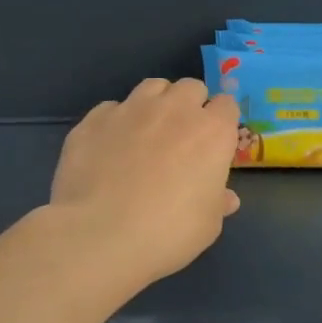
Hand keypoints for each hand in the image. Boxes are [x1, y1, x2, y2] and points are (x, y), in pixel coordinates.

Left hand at [48, 78, 240, 291]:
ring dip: (156, 103)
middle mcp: (175, 109)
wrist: (100, 236)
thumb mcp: (208, 224)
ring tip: (147, 131)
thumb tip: (226, 198)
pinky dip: (116, 121)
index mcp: (213, 131)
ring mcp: (131, 110)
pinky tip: (109, 147)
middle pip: (191, 87)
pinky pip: (111, 108)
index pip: (227, 104)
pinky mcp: (94, 120)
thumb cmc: (168, 231)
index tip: (215, 142)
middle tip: (183, 135)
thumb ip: (217, 202)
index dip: (222, 121)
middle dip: (190, 105)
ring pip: (152, 87)